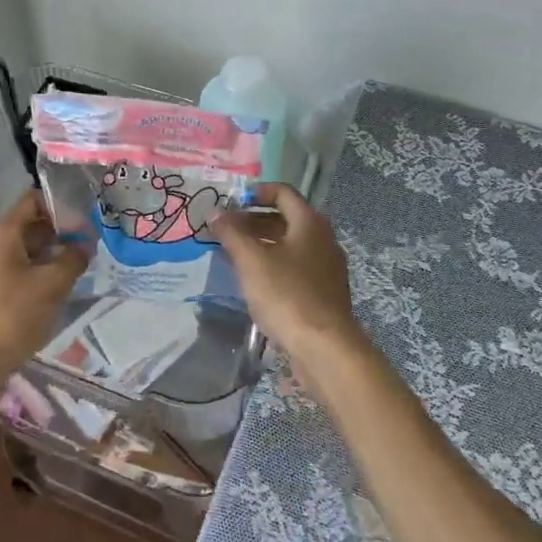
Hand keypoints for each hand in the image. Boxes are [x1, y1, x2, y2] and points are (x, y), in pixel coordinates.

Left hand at [0, 189, 88, 408]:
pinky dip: (40, 272)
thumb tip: (85, 244)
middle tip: (89, 244)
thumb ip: (73, 258)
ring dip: (52, 254)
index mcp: (3, 233)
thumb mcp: (52, 284)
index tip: (84, 219)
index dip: (60, 204)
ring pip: (27, 249)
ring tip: (79, 267)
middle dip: (61, 231)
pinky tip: (58, 289)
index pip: (33, 200)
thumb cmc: (12, 316)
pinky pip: (20, 270)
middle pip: (31, 224)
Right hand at [212, 184, 367, 393]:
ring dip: (262, 244)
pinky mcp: (324, 292)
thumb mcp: (251, 260)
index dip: (256, 192)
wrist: (326, 349)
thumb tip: (215, 211)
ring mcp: (326, 267)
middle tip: (225, 230)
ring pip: (290, 245)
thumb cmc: (287, 295)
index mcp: (310, 223)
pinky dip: (274, 265)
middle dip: (254, 221)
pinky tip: (254, 282)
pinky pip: (296, 267)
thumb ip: (231, 232)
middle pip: (286, 218)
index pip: (283, 192)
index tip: (231, 203)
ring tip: (233, 255)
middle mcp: (323, 239)